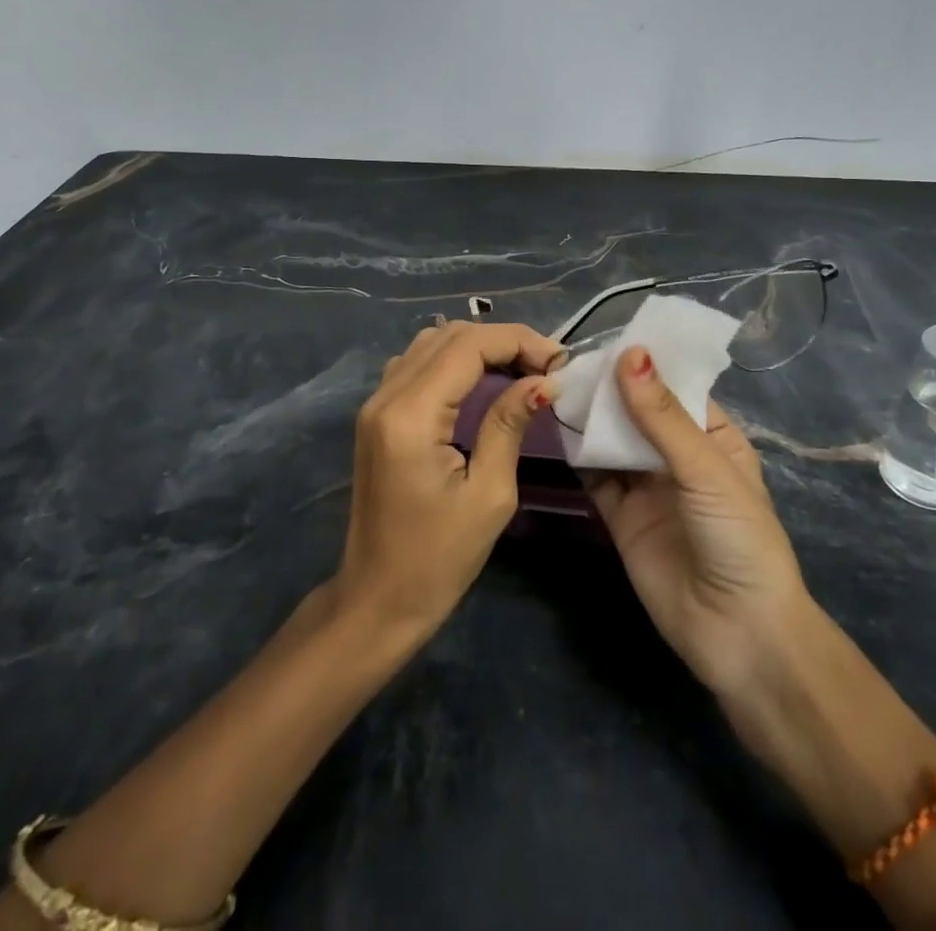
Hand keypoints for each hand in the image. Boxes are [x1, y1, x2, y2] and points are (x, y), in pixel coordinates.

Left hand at [333, 322, 561, 639]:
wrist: (376, 600)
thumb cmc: (437, 559)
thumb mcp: (489, 495)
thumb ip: (509, 425)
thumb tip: (543, 381)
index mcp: (410, 415)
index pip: (468, 346)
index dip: (517, 342)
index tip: (560, 362)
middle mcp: (386, 396)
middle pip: (449, 336)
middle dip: (503, 341)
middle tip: (546, 367)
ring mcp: (375, 403)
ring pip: (431, 344)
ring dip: (479, 347)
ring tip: (522, 370)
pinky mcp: (377, 415)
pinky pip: (418, 365)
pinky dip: (455, 361)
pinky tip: (484, 382)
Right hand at [583, 346, 816, 707]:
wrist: (739, 634)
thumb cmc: (739, 538)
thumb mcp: (705, 469)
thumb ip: (662, 415)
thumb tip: (630, 353)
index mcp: (713, 438)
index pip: (675, 388)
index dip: (644, 364)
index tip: (605, 337)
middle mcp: (679, 458)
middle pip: (639, 412)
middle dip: (610, 389)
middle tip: (567, 360)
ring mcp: (648, 487)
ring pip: (614, 441)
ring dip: (591, 418)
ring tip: (555, 385)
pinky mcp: (622, 517)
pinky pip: (596, 478)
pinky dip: (578, 455)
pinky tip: (556, 429)